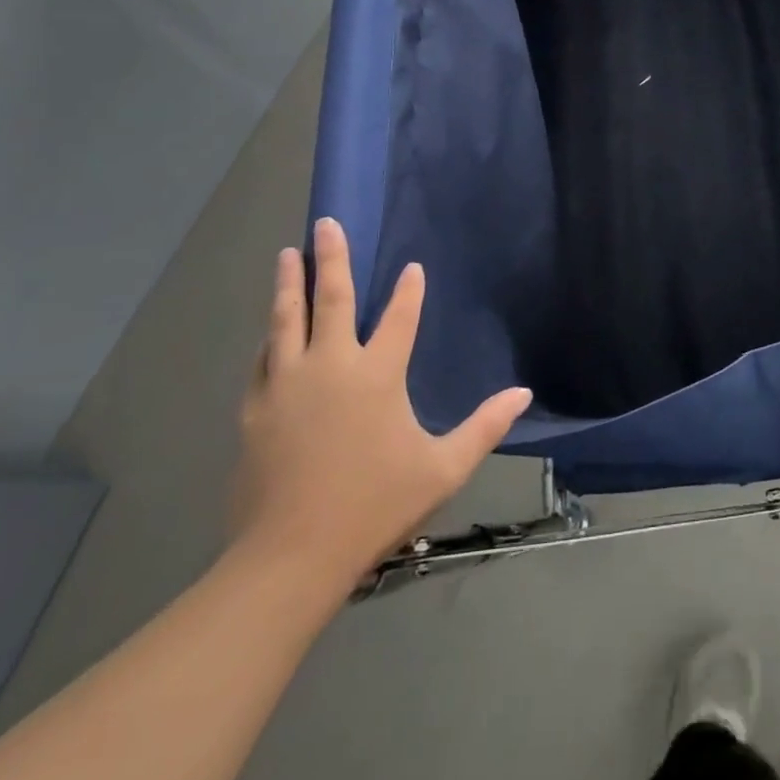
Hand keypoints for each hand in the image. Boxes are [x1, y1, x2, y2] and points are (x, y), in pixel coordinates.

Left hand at [230, 218, 532, 592]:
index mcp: (377, 374)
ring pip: (287, 320)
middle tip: (326, 223)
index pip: (400, 317)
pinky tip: (269, 331)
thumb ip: (485, 426)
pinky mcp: (256, 409)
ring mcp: (287, 385)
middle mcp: (331, 366)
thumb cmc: (375, 505)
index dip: (410, 290)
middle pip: (332, 299)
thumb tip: (523, 393)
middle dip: (333, 258)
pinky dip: (270, 337)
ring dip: (290, 284)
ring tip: (288, 254)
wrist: (290, 556)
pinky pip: (263, 359)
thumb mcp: (443, 468)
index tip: (412, 268)